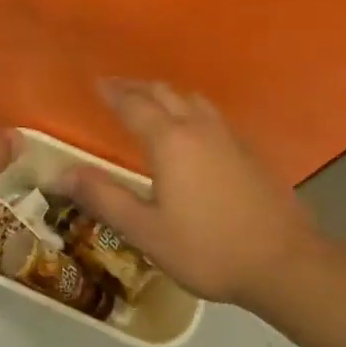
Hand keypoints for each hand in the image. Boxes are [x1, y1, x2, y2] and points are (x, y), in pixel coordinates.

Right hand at [61, 80, 317, 305]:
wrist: (284, 263)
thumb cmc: (207, 248)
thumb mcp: (146, 231)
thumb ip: (103, 198)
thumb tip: (61, 174)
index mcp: (170, 141)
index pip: (134, 105)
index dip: (113, 93)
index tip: (97, 83)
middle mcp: (199, 128)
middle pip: (165, 93)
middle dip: (138, 87)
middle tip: (118, 90)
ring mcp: (230, 138)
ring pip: (194, 100)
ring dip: (168, 95)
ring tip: (153, 104)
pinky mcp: (251, 152)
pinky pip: (213, 116)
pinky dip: (192, 111)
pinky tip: (194, 132)